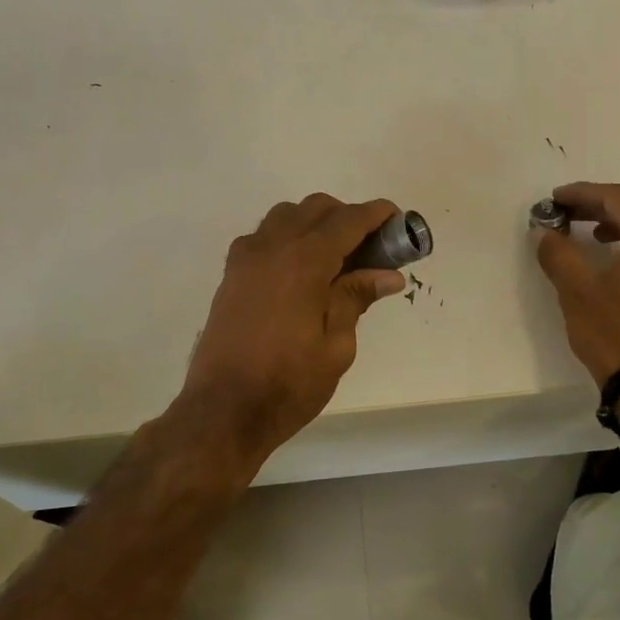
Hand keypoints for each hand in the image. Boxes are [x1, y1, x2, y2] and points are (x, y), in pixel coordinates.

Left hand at [178, 195, 407, 464]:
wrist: (223, 410)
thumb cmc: (288, 384)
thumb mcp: (336, 347)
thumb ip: (356, 299)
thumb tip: (388, 274)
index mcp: (304, 262)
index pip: (346, 220)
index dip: (375, 214)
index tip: (396, 218)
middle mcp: (272, 248)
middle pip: (315, 208)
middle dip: (346, 217)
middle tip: (370, 248)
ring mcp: (246, 259)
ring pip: (285, 216)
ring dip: (314, 223)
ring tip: (334, 258)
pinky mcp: (231, 275)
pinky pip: (263, 237)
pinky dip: (287, 238)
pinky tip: (299, 271)